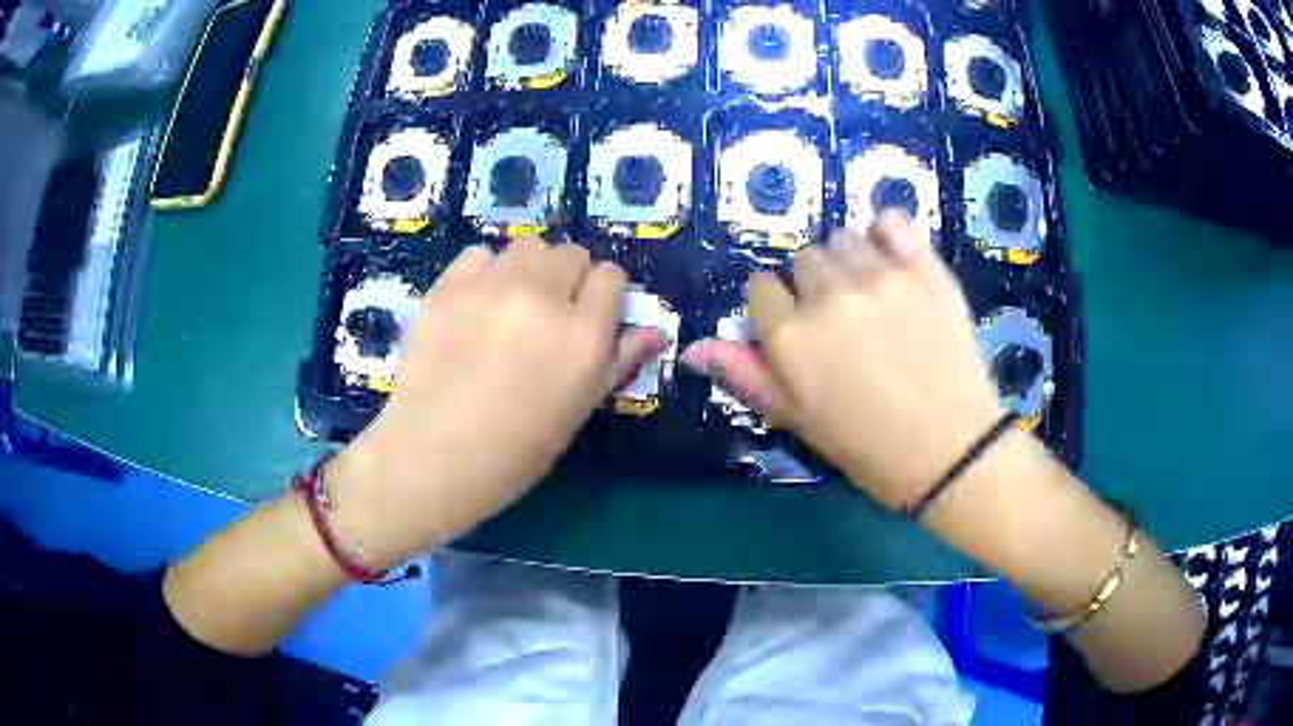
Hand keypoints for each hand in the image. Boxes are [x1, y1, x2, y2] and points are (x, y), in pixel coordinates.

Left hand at [325, 241, 667, 567]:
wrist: (432, 457)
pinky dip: (485, 272)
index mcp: (583, 335)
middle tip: (548, 315)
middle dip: (568, 279)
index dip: (603, 296)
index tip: (589, 318)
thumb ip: (618, 361)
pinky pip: (480, 254)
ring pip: (527, 247)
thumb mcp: (578, 411)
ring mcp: (490, 286)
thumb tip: (656, 332)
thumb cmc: (515, 451)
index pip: (611, 277)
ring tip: (512, 305)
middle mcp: (542, 297)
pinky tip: (475, 305)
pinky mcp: (447, 285)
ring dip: (529, 270)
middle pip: (570, 253)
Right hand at [681, 214, 1004, 510]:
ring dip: (849, 260)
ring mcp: (880, 276)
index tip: (799, 329)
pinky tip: (894, 260)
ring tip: (872, 294)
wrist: (951, 450)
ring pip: (843, 238)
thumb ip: (746, 375)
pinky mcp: (924, 268)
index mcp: (790, 337)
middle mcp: (828, 296)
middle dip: (813, 285)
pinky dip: (887, 235)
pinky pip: (891, 222)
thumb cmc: (869, 447)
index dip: (776, 309)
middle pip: (803, 259)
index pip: (760, 288)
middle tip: (842, 320)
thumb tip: (692, 347)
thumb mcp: (799, 420)